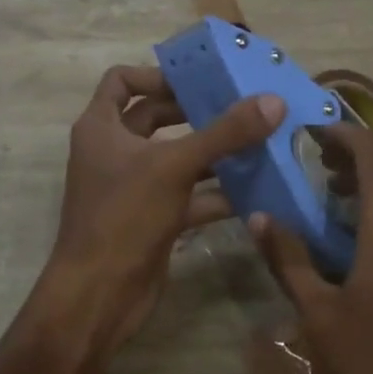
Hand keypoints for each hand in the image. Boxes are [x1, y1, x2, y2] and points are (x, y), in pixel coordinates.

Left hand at [47, 65, 282, 347]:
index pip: (122, 81)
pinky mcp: (152, 218)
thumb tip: (273, 102)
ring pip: (176, 157)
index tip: (197, 81)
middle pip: (155, 117)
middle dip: (195, 112)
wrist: (98, 298)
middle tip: (239, 106)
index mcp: (101, 127)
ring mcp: (132, 187)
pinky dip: (216, 191)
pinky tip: (254, 190)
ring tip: (256, 142)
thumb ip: (225, 133)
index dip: (157, 75)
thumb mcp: (175, 166)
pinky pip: (187, 194)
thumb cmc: (124, 217)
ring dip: (212, 151)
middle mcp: (113, 151)